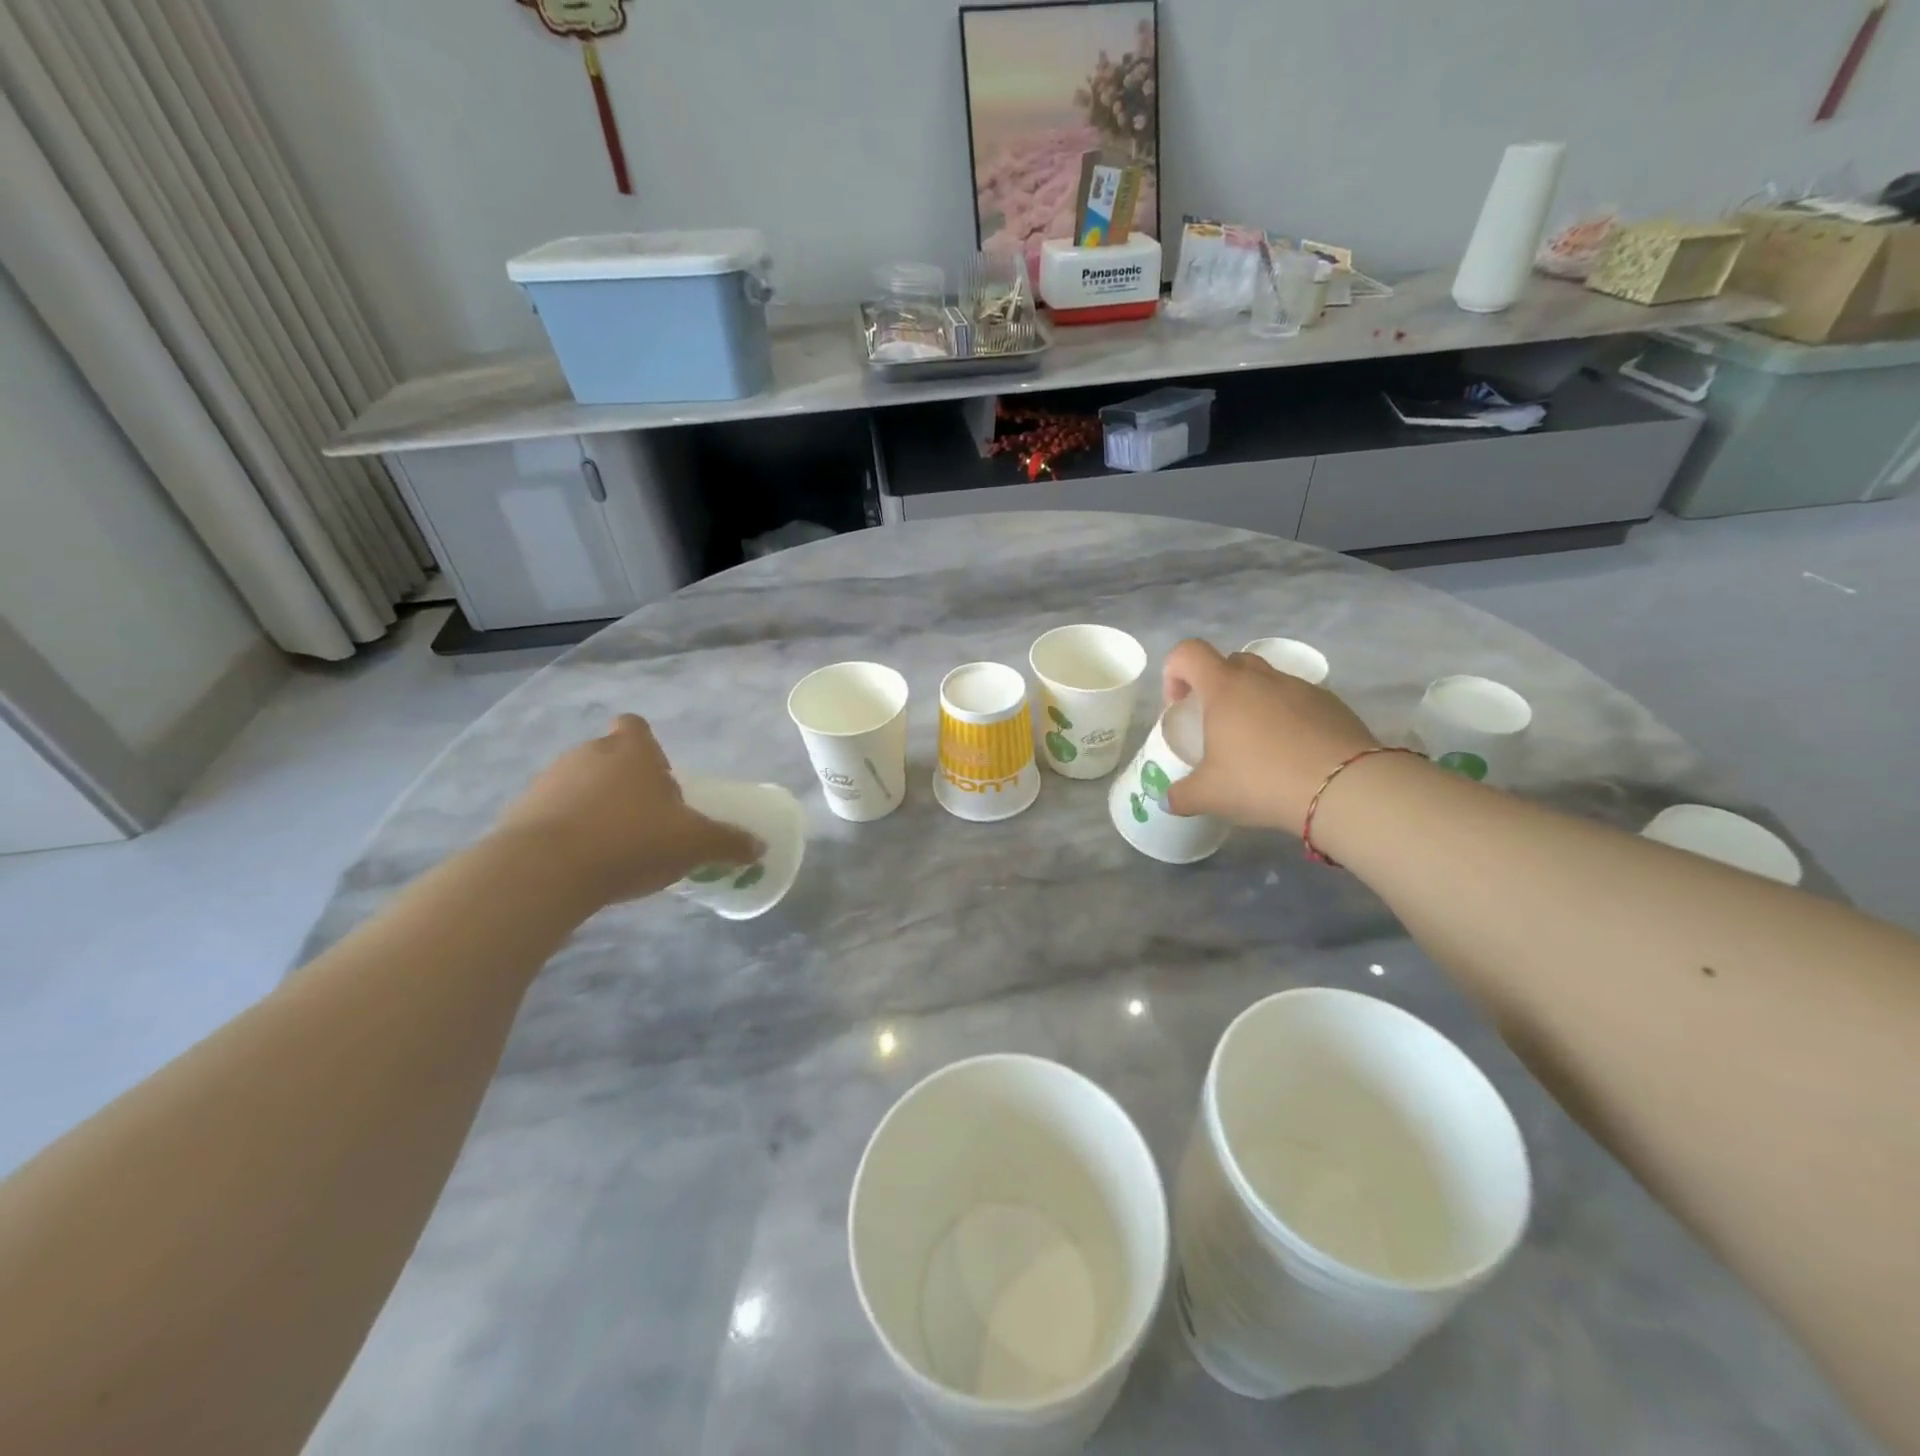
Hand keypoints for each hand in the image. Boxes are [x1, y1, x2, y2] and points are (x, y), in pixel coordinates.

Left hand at [495, 715, 761, 905]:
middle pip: (608, 755)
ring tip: (612, 844)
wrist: (545, 871)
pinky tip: (582, 862)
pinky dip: (566, 830)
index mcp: (632, 752)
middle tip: (644, 817)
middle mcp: (588, 754)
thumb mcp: (693, 844)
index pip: (636, 726)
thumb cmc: (631, 840)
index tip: (657, 773)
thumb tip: (759, 847)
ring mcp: (549, 782)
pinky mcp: (519, 813)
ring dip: (593, 805)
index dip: (646, 745)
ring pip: (578, 784)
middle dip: (623, 780)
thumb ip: (727, 843)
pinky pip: (551, 813)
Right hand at [1161, 640, 1378, 831]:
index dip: (1175, 672)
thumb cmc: (1262, 781)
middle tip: (1216, 725)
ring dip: (1254, 702)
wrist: (1344, 789)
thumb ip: (1181, 795)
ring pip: (1267, 680)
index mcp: (1225, 688)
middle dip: (1216, 686)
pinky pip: (1298, 700)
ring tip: (1257, 744)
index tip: (1179, 706)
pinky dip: (1287, 717)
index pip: (1189, 652)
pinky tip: (1292, 753)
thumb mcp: (1210, 795)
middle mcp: (1262, 678)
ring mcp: (1301, 687)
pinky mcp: (1332, 703)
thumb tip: (1169, 799)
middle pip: (1230, 662)